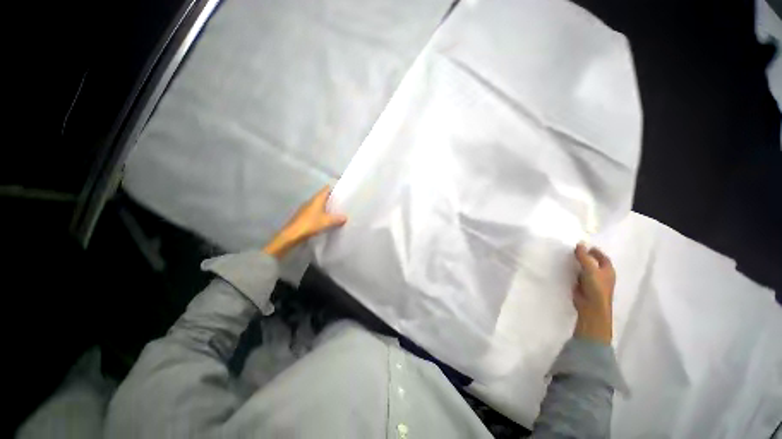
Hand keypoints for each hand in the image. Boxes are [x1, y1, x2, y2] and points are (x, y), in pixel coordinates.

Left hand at [263, 186, 346, 258]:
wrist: (292, 234)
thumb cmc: (310, 224)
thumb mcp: (327, 222)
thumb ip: (337, 219)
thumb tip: (345, 217)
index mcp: (317, 199)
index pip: (326, 189)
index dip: (334, 189)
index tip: (343, 191)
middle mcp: (311, 201)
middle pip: (323, 196)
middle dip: (332, 199)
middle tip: (342, 203)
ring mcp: (306, 208)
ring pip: (319, 204)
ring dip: (326, 207)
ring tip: (336, 211)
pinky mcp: (303, 215)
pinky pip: (315, 211)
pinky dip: (321, 213)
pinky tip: (326, 219)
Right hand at [572, 243, 614, 344]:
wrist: (591, 306)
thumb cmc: (596, 287)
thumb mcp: (590, 269)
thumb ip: (584, 256)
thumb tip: (579, 243)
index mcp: (608, 270)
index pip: (602, 257)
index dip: (594, 251)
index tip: (583, 245)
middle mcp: (601, 275)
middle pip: (593, 262)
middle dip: (585, 256)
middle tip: (572, 250)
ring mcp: (592, 281)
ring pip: (585, 269)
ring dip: (578, 264)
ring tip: (567, 257)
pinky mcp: (583, 286)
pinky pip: (578, 275)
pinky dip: (573, 271)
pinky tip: (566, 268)